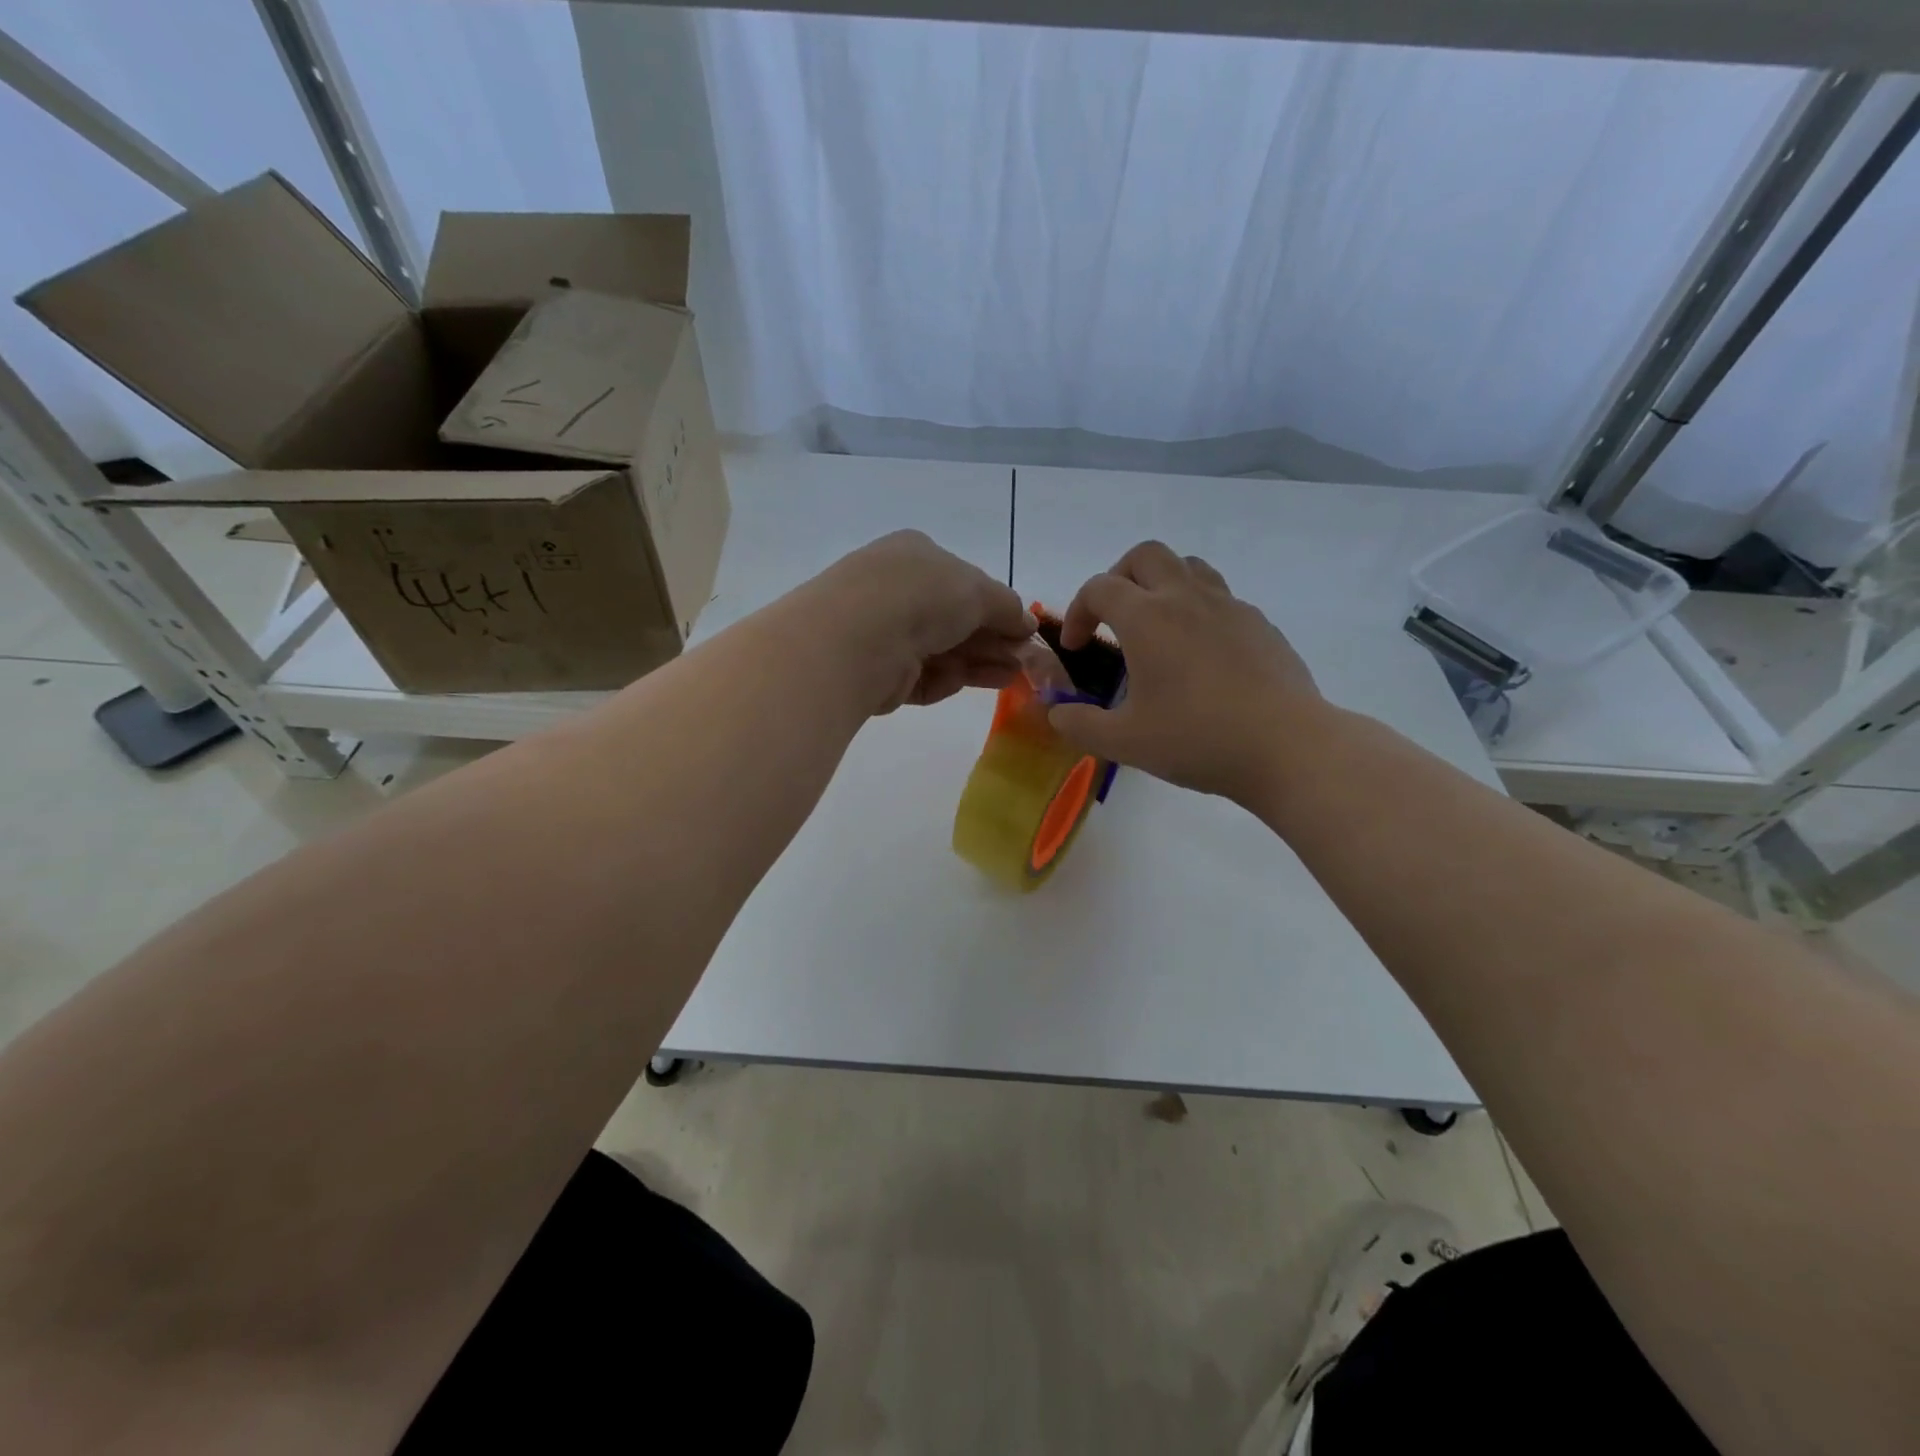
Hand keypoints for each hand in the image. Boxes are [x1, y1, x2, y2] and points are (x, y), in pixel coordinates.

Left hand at [812, 530, 1035, 712]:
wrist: (859, 637)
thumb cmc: (922, 595)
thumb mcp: (978, 590)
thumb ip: (1008, 607)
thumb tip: (1027, 622)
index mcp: (915, 554)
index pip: (963, 580)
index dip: (996, 606)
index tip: (1024, 630)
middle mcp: (895, 589)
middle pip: (954, 619)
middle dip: (992, 639)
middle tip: (1024, 660)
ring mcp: (883, 632)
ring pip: (941, 650)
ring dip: (979, 662)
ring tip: (1013, 676)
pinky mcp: (878, 673)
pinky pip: (921, 676)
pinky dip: (947, 679)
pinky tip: (974, 683)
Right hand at [1046, 541, 1325, 800]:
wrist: (1287, 747)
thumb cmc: (1197, 739)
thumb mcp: (1124, 742)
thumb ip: (1079, 724)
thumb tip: (1057, 713)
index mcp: (1147, 619)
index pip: (1099, 588)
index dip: (1078, 612)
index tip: (1079, 647)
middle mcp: (1186, 598)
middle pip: (1146, 555)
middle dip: (1119, 578)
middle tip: (1114, 618)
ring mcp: (1229, 606)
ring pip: (1189, 566)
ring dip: (1162, 584)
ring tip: (1157, 626)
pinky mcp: (1260, 624)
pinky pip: (1221, 598)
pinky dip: (1199, 611)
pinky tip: (1201, 656)